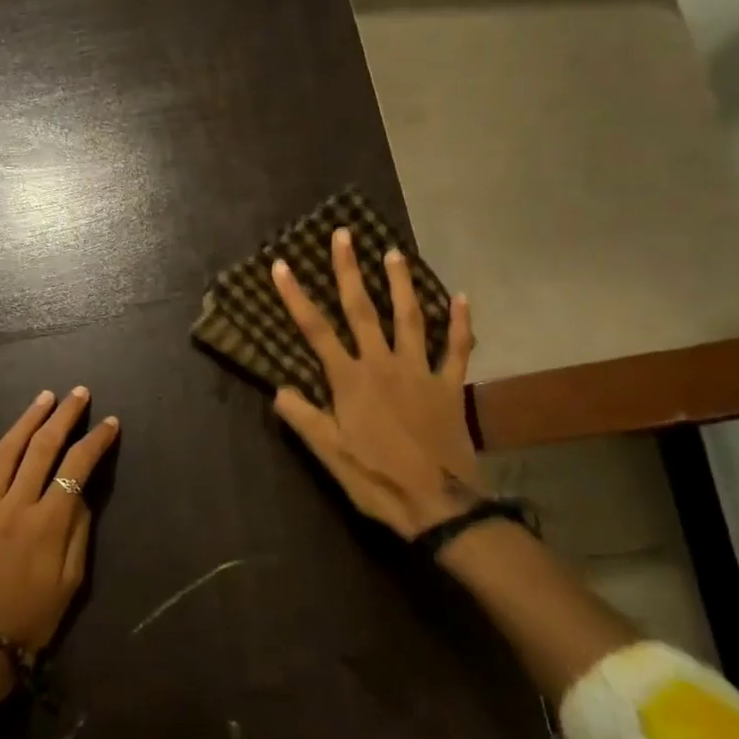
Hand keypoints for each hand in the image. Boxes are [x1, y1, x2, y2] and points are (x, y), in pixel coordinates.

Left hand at [0, 387, 119, 652]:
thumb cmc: (32, 618)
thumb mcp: (72, 582)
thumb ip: (79, 531)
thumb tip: (82, 493)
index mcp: (49, 523)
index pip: (78, 467)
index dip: (96, 441)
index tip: (110, 423)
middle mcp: (17, 505)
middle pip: (44, 448)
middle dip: (65, 416)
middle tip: (79, 393)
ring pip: (8, 450)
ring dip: (28, 419)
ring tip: (45, 397)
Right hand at [270, 228, 485, 538]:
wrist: (438, 504)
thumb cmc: (376, 480)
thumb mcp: (329, 455)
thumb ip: (304, 418)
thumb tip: (277, 388)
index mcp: (350, 381)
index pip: (316, 331)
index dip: (296, 297)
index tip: (282, 265)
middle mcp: (383, 365)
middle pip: (363, 310)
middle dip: (349, 270)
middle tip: (344, 234)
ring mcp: (420, 371)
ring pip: (409, 317)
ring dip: (400, 283)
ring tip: (393, 252)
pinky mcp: (449, 385)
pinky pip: (457, 348)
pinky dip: (461, 323)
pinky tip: (462, 297)